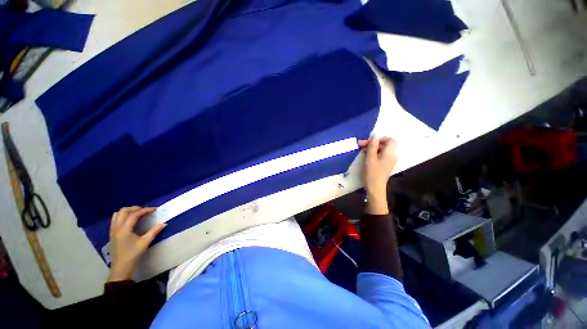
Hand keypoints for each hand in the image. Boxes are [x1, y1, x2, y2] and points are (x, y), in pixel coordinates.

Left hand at [107, 206, 165, 281]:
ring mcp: (113, 230)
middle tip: (145, 210)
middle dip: (135, 208)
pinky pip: (115, 219)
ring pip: (117, 214)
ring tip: (138, 213)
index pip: (134, 215)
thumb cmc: (133, 254)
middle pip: (123, 211)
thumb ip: (154, 231)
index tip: (154, 209)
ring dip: (128, 211)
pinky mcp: (112, 233)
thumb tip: (164, 223)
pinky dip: (123, 216)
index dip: (145, 210)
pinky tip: (130, 220)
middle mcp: (117, 228)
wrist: (121, 267)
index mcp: (124, 230)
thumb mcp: (145, 243)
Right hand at [358, 137, 397, 214]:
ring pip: (381, 150)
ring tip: (361, 151)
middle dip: (372, 143)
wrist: (375, 188)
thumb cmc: (372, 173)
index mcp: (390, 153)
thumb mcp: (370, 158)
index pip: (390, 140)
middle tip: (360, 145)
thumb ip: (372, 145)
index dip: (380, 138)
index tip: (369, 142)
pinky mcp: (385, 165)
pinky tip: (365, 157)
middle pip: (384, 145)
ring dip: (372, 149)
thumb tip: (375, 135)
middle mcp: (392, 156)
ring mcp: (389, 161)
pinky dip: (373, 154)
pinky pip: (380, 156)